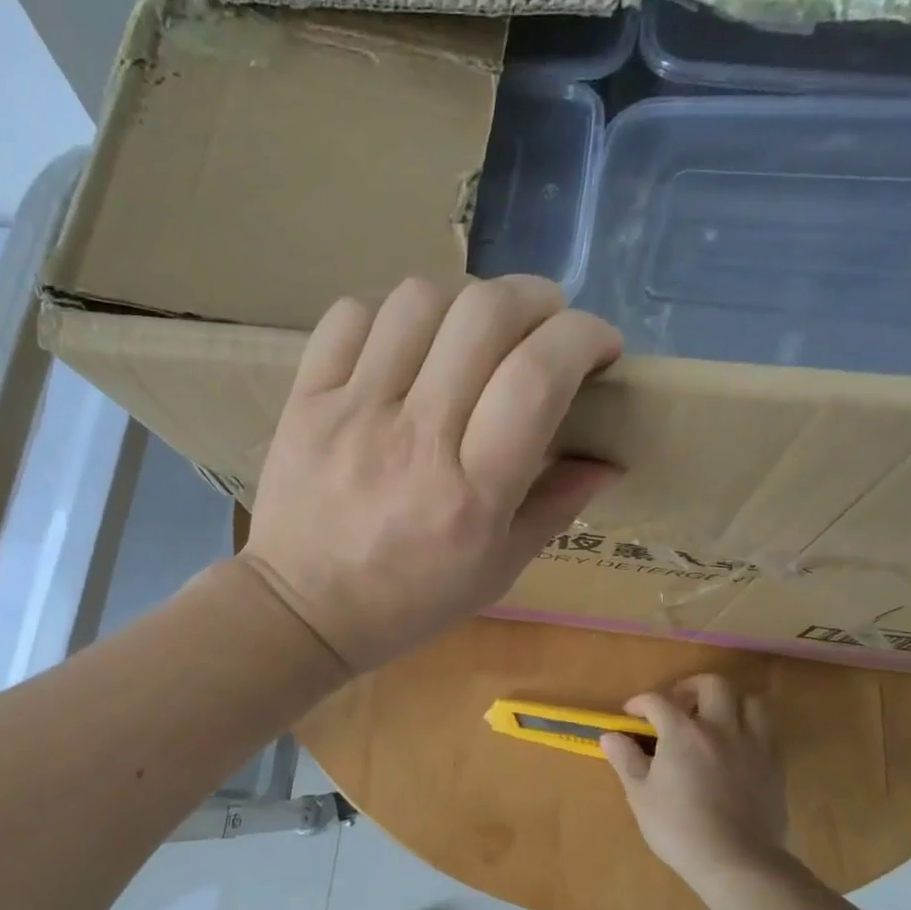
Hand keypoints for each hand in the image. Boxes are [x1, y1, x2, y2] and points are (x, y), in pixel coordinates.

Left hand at [242, 275, 621, 672]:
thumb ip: (556, 507)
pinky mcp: (306, 400)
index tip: (599, 349)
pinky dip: (392, 311)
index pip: (538, 375)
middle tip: (543, 326)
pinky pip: (350, 315)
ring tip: (474, 329)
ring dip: (466, 298)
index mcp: (471, 494)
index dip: (584, 337)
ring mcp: (352, 413)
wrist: (301, 611)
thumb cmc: (406, 602)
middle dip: (536, 300)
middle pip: (485, 315)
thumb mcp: (496, 572)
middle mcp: (414, 439)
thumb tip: (610, 456)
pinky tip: (408, 340)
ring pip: (419, 300)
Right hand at [601, 675, 787, 887]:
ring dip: (729, 702)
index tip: (631, 714)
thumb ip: (626, 760)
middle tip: (678, 705)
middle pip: (712, 685)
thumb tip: (610, 736)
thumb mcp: (640, 796)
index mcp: (683, 732)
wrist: (738, 862)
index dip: (641, 703)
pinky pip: (767, 730)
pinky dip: (750, 727)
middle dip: (691, 688)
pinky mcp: (774, 765)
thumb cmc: (680, 829)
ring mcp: (753, 744)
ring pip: (749, 701)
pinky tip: (737, 745)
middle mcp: (720, 728)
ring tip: (715, 719)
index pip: (658, 701)